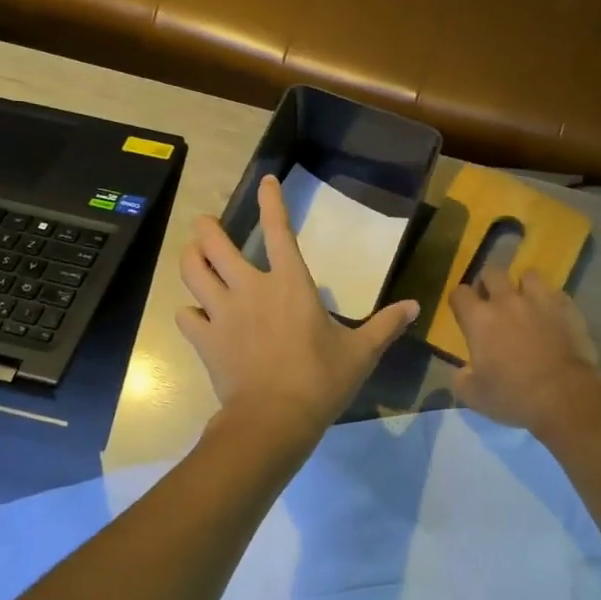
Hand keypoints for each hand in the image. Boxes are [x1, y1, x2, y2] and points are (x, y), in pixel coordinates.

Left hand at [178, 176, 419, 437]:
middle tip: (207, 224)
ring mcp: (222, 312)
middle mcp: (250, 288)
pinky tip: (196, 314)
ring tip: (193, 254)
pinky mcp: (204, 339)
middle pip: (214, 242)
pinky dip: (189, 311)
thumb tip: (415, 306)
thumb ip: (385, 325)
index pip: (278, 230)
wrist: (275, 419)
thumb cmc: (321, 380)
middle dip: (206, 227)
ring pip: (191, 270)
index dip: (271, 201)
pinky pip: (186, 315)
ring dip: (190, 257)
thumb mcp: (361, 352)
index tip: (266, 181)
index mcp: (290, 283)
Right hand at [449, 267, 600, 432]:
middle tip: (491, 301)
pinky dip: (550, 301)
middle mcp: (507, 301)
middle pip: (492, 272)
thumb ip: (461, 379)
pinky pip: (556, 292)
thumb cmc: (513, 396)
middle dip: (488, 283)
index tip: (462, 311)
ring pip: (528, 274)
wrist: (565, 396)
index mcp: (479, 319)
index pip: (459, 293)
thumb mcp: (474, 396)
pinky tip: (552, 315)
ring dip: (523, 286)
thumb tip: (462, 371)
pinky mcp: (567, 308)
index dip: (458, 300)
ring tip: (525, 302)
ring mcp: (540, 301)